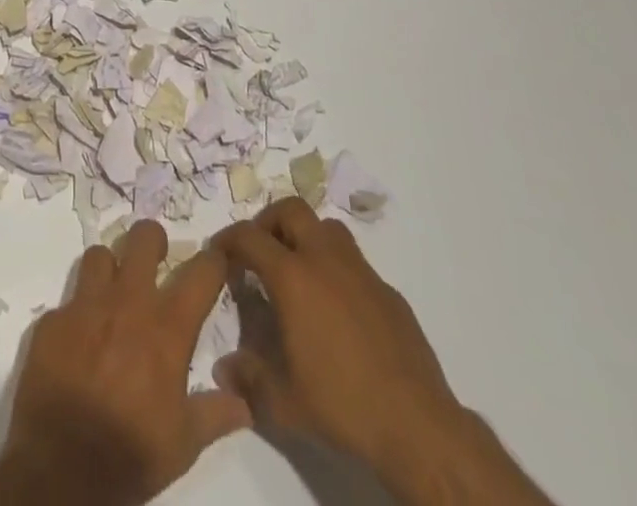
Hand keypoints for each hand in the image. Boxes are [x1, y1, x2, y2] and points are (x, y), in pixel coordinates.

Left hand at [0, 220, 250, 505]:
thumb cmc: (130, 453)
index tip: (216, 261)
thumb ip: (215, 414)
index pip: (201, 272)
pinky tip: (78, 340)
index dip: (213, 261)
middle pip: (143, 237)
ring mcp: (85, 304)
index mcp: (166, 326)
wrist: (60, 469)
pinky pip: (67, 300)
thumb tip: (245, 403)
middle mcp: (127, 301)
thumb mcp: (183, 444)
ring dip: (109, 268)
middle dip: (153, 241)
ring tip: (113, 293)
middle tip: (156, 260)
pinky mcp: (52, 318)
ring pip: (99, 254)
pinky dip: (76, 314)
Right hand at [214, 200, 551, 505]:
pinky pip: (354, 262)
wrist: (417, 426)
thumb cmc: (342, 406)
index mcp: (293, 277)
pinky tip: (337, 308)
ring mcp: (361, 271)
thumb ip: (248, 377)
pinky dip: (336, 269)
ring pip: (326, 227)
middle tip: (259, 251)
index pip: (249, 237)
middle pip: (291, 210)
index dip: (228, 239)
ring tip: (297, 270)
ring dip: (306, 236)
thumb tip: (224, 368)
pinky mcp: (388, 291)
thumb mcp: (283, 402)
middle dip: (268, 222)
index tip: (219, 253)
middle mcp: (325, 259)